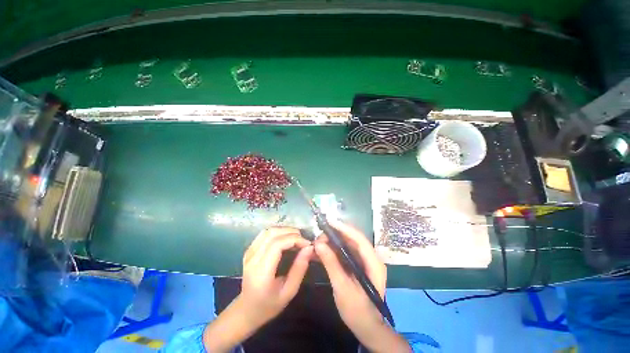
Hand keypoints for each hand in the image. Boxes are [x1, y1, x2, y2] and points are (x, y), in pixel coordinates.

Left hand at [203, 227, 311, 351]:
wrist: (246, 311)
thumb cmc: (269, 305)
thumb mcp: (289, 291)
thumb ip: (299, 268)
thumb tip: (309, 248)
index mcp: (261, 272)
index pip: (277, 244)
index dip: (294, 239)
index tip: (307, 244)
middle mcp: (252, 258)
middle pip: (272, 234)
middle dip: (291, 232)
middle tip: (304, 240)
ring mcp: (249, 253)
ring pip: (268, 231)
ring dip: (285, 230)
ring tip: (297, 238)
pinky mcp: (249, 250)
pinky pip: (264, 234)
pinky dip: (277, 232)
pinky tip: (285, 238)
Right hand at [314, 221, 409, 352]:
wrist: (367, 328)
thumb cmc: (357, 311)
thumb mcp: (342, 288)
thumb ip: (331, 264)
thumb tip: (319, 244)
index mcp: (374, 264)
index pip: (360, 239)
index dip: (345, 229)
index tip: (329, 222)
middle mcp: (372, 258)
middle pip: (354, 240)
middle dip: (336, 235)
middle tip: (320, 236)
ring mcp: (366, 262)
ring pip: (349, 245)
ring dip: (334, 241)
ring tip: (319, 241)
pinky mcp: (359, 265)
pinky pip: (347, 252)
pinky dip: (335, 250)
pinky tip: (324, 250)